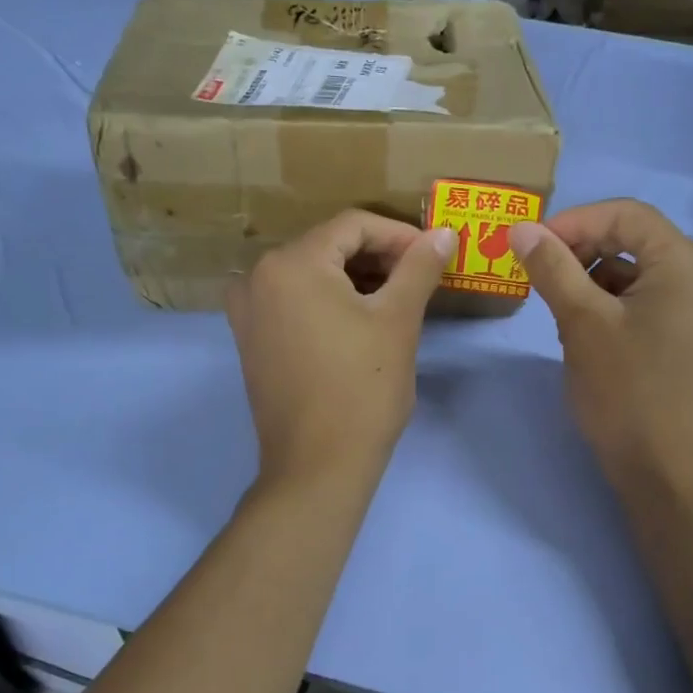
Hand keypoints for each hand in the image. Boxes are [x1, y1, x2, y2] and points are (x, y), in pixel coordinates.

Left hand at [226, 211, 454, 489]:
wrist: (318, 467)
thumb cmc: (362, 389)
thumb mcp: (397, 321)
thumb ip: (419, 268)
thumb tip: (443, 233)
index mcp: (291, 263)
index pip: (353, 225)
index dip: (399, 235)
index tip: (433, 256)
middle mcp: (257, 278)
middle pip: (328, 247)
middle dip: (378, 257)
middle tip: (419, 279)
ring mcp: (248, 312)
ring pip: (310, 275)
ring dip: (355, 279)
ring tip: (396, 300)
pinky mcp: (251, 341)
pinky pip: (293, 302)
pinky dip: (328, 301)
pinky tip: (359, 320)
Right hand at [510, 200, 692, 493]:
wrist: (664, 470)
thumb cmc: (625, 391)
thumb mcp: (582, 322)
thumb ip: (552, 267)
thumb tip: (521, 229)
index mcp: (687, 265)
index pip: (627, 215)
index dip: (574, 221)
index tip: (531, 245)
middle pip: (635, 241)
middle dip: (582, 252)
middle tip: (540, 274)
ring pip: (638, 274)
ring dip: (593, 281)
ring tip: (559, 310)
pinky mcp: (690, 339)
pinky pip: (648, 303)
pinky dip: (612, 306)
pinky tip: (584, 333)